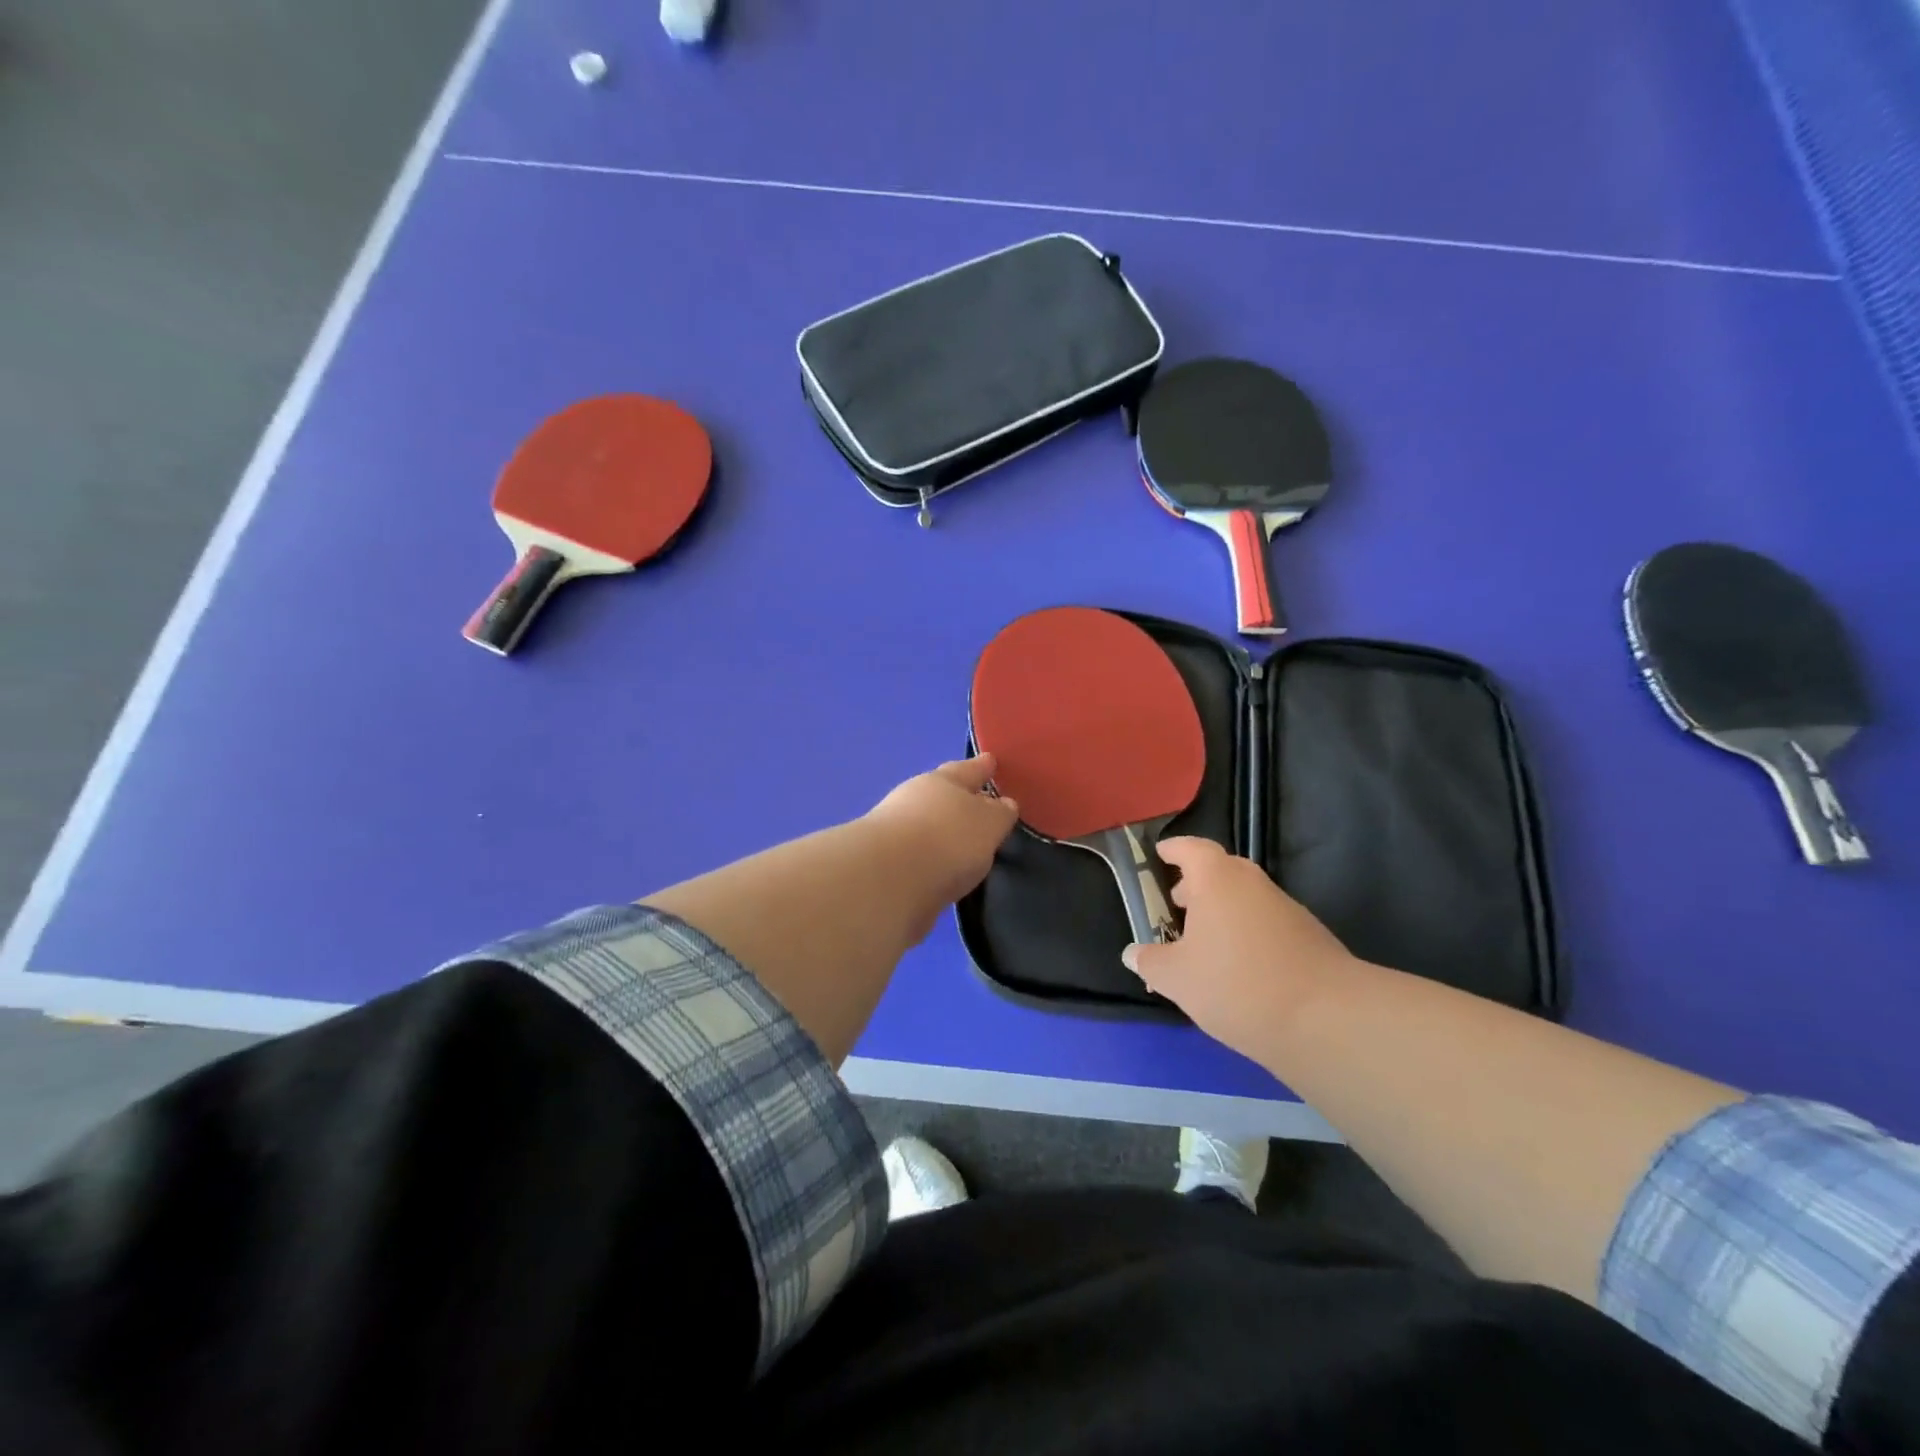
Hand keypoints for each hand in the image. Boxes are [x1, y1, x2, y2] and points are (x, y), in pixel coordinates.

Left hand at [864, 756, 1020, 940]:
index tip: (991, 761)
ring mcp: (897, 832)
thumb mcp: (988, 824)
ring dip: (945, 830)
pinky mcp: (887, 865)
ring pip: (928, 824)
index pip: (967, 769)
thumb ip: (998, 814)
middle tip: (979, 801)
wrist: (888, 882)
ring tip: (965, 841)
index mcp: (942, 781)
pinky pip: (920, 854)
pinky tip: (944, 868)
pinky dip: (932, 857)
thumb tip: (1002, 804)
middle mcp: (915, 800)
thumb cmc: (947, 840)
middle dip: (960, 798)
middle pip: (943, 794)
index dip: (981, 767)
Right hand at [1123, 837, 1357, 1060]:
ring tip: (1203, 947)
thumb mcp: (1177, 978)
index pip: (1190, 848)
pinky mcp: (1310, 937)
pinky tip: (1238, 971)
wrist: (1327, 1019)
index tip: (1159, 856)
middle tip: (1175, 906)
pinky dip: (1247, 936)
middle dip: (1196, 886)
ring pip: (1245, 900)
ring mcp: (1287, 908)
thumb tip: (1133, 953)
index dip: (1172, 850)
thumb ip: (1150, 961)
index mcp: (1217, 878)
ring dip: (1222, 913)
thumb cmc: (1236, 983)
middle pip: (1220, 871)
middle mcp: (1253, 883)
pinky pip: (1266, 924)